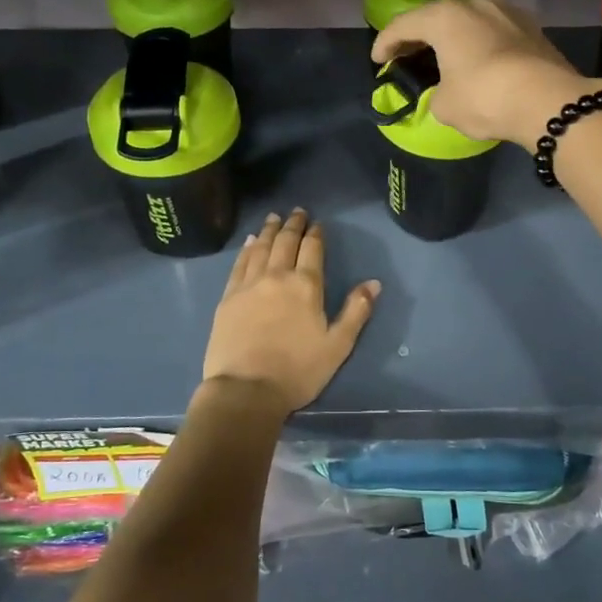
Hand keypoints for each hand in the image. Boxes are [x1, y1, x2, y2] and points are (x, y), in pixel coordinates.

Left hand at [202, 210, 381, 418]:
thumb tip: (373, 283)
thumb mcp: (338, 345)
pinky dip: (246, 249)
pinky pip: (239, 264)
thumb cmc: (298, 371)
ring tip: (273, 218)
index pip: (312, 249)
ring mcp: (249, 284)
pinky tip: (249, 242)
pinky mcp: (229, 297)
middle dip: (293, 225)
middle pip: (285, 242)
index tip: (317, 223)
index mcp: (306, 285)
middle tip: (296, 212)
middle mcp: (277, 276)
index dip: (315, 233)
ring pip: (260, 248)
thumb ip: (356, 311)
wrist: (246, 389)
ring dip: (269, 230)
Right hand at [372, 0, 598, 151]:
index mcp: (445, 16)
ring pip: (469, 18)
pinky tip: (476, 58)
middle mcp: (476, 2)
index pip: (404, 25)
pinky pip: (492, 30)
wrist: (549, 101)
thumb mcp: (445, 105)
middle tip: (406, 55)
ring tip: (443, 54)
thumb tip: (446, 91)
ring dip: (452, 35)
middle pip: (437, 15)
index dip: (385, 43)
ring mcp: (507, 11)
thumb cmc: (485, 97)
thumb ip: (435, 92)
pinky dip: (478, 42)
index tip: (377, 61)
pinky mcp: (531, 27)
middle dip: (419, 35)